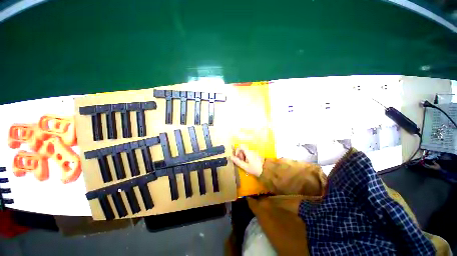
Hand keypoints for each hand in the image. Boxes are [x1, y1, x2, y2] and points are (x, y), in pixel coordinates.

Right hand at [230, 145, 264, 176]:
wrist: (267, 170)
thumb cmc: (255, 169)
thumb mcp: (245, 167)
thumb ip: (238, 162)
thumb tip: (231, 157)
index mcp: (248, 152)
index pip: (241, 146)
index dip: (237, 150)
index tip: (237, 157)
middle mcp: (251, 150)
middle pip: (243, 149)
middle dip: (240, 154)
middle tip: (241, 162)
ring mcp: (254, 152)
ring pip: (246, 151)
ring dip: (243, 156)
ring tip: (245, 164)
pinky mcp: (257, 154)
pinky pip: (250, 153)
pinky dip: (247, 157)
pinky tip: (249, 163)